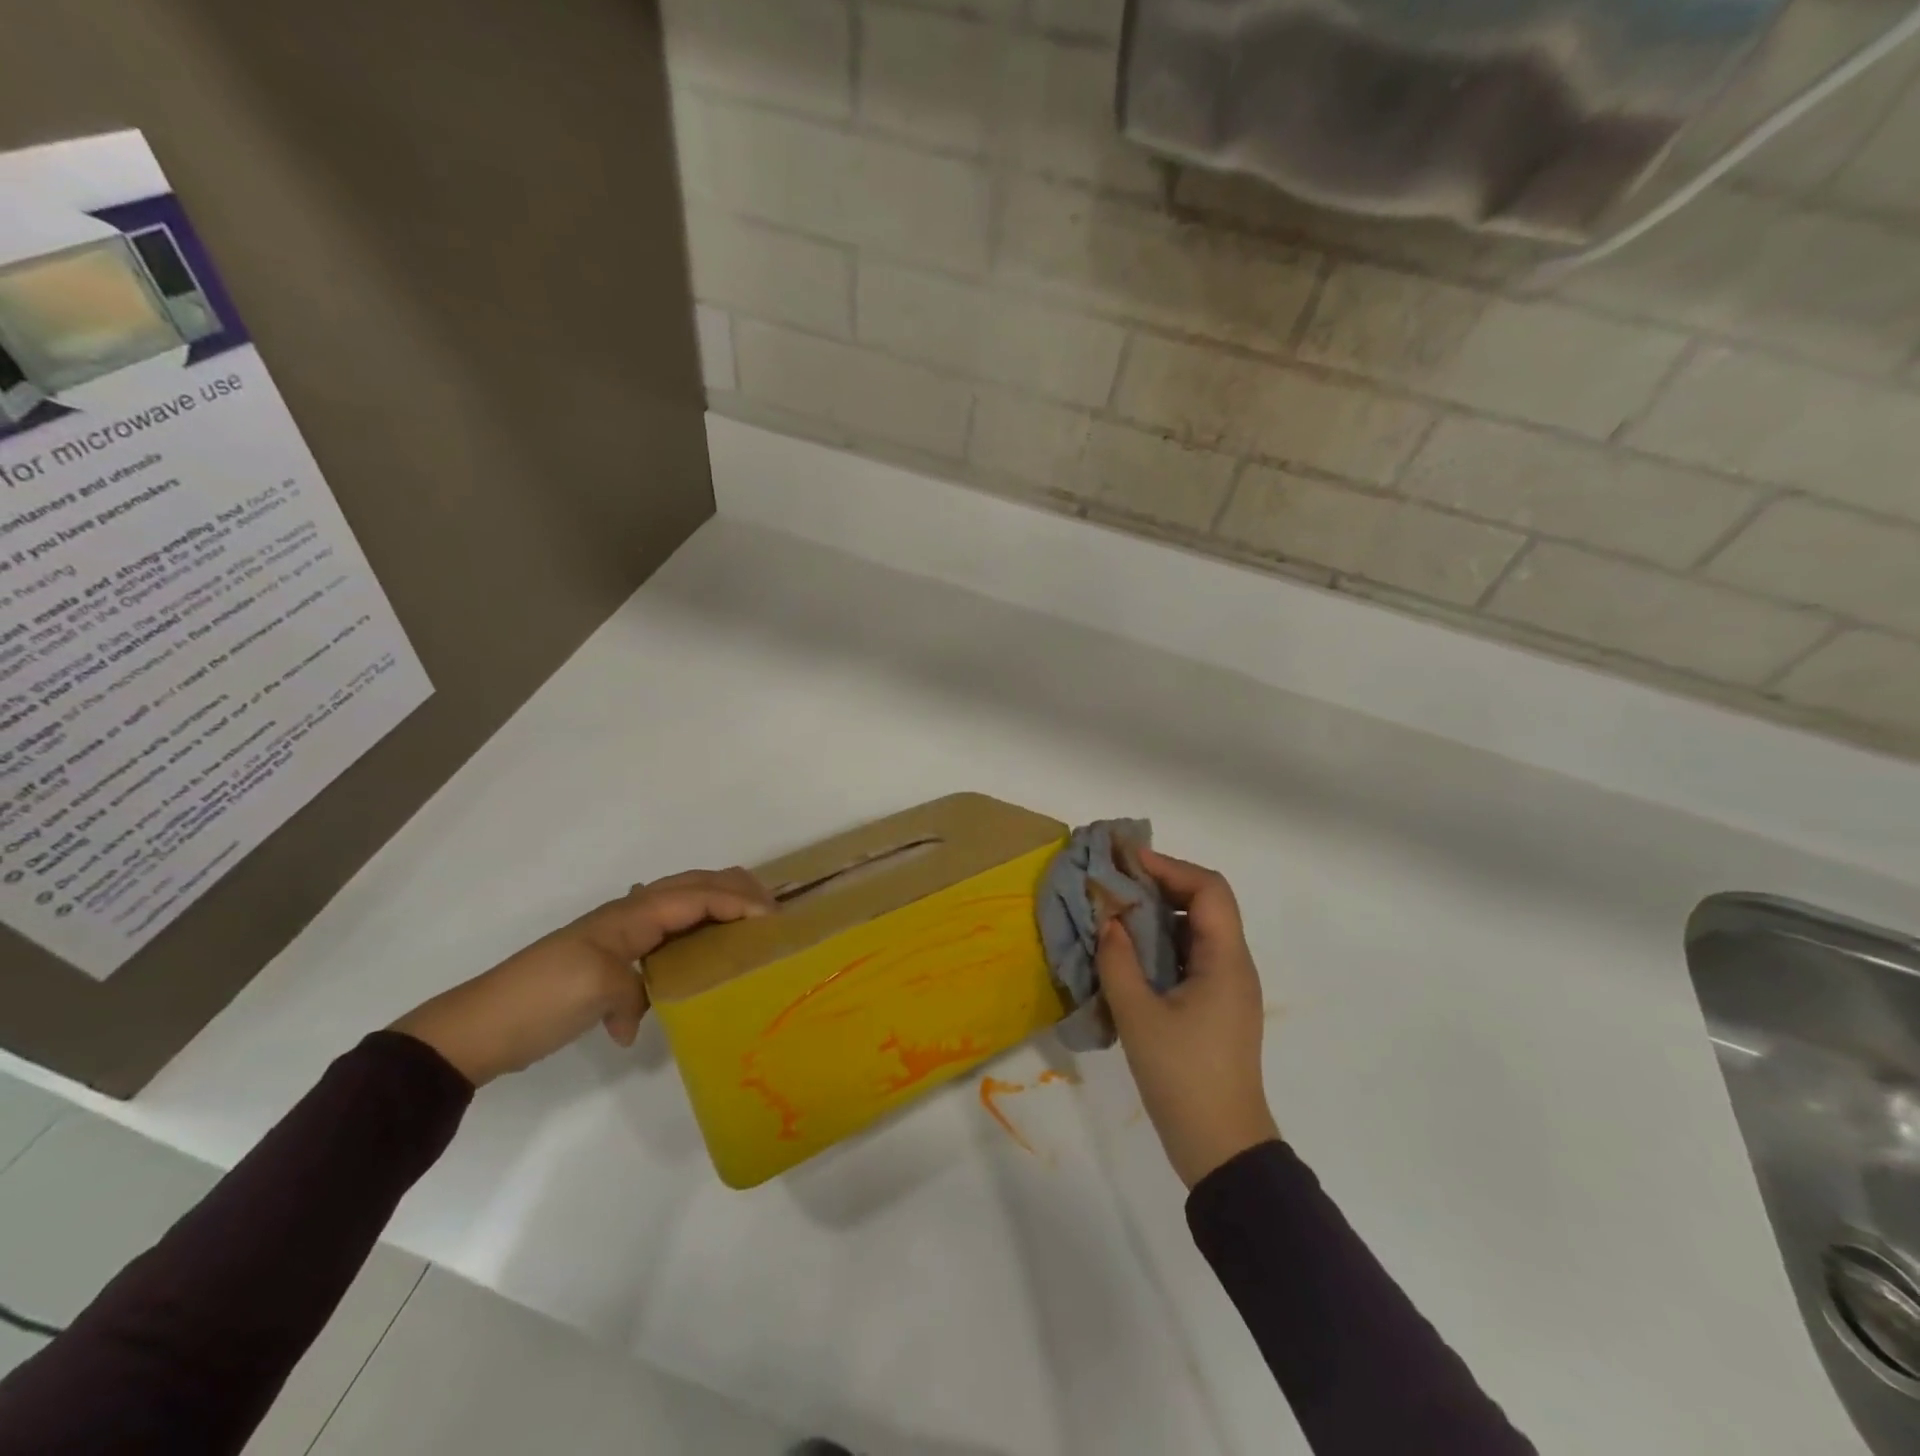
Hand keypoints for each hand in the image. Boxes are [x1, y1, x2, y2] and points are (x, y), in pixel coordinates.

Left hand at [391, 868, 772, 1085]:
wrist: (478, 1028)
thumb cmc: (540, 1000)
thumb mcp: (596, 990)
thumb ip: (636, 991)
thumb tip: (639, 1018)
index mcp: (631, 915)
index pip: (697, 897)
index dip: (738, 901)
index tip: (772, 919)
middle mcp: (629, 914)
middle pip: (692, 885)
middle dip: (735, 888)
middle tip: (772, 907)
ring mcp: (620, 934)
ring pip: (681, 902)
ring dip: (718, 902)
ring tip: (749, 918)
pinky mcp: (613, 958)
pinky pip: (668, 929)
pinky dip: (696, 926)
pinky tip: (703, 947)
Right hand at [1096, 848, 1279, 1187]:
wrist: (1222, 1148)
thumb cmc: (1183, 1077)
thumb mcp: (1139, 1016)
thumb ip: (1118, 961)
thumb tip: (1108, 920)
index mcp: (1225, 961)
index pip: (1209, 889)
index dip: (1171, 867)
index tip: (1128, 861)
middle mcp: (1233, 966)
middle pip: (1206, 904)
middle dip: (1162, 886)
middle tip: (1117, 882)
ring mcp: (1227, 988)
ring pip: (1197, 932)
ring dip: (1159, 915)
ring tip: (1116, 912)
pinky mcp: (1216, 1008)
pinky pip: (1191, 958)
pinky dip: (1161, 945)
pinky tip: (1129, 954)